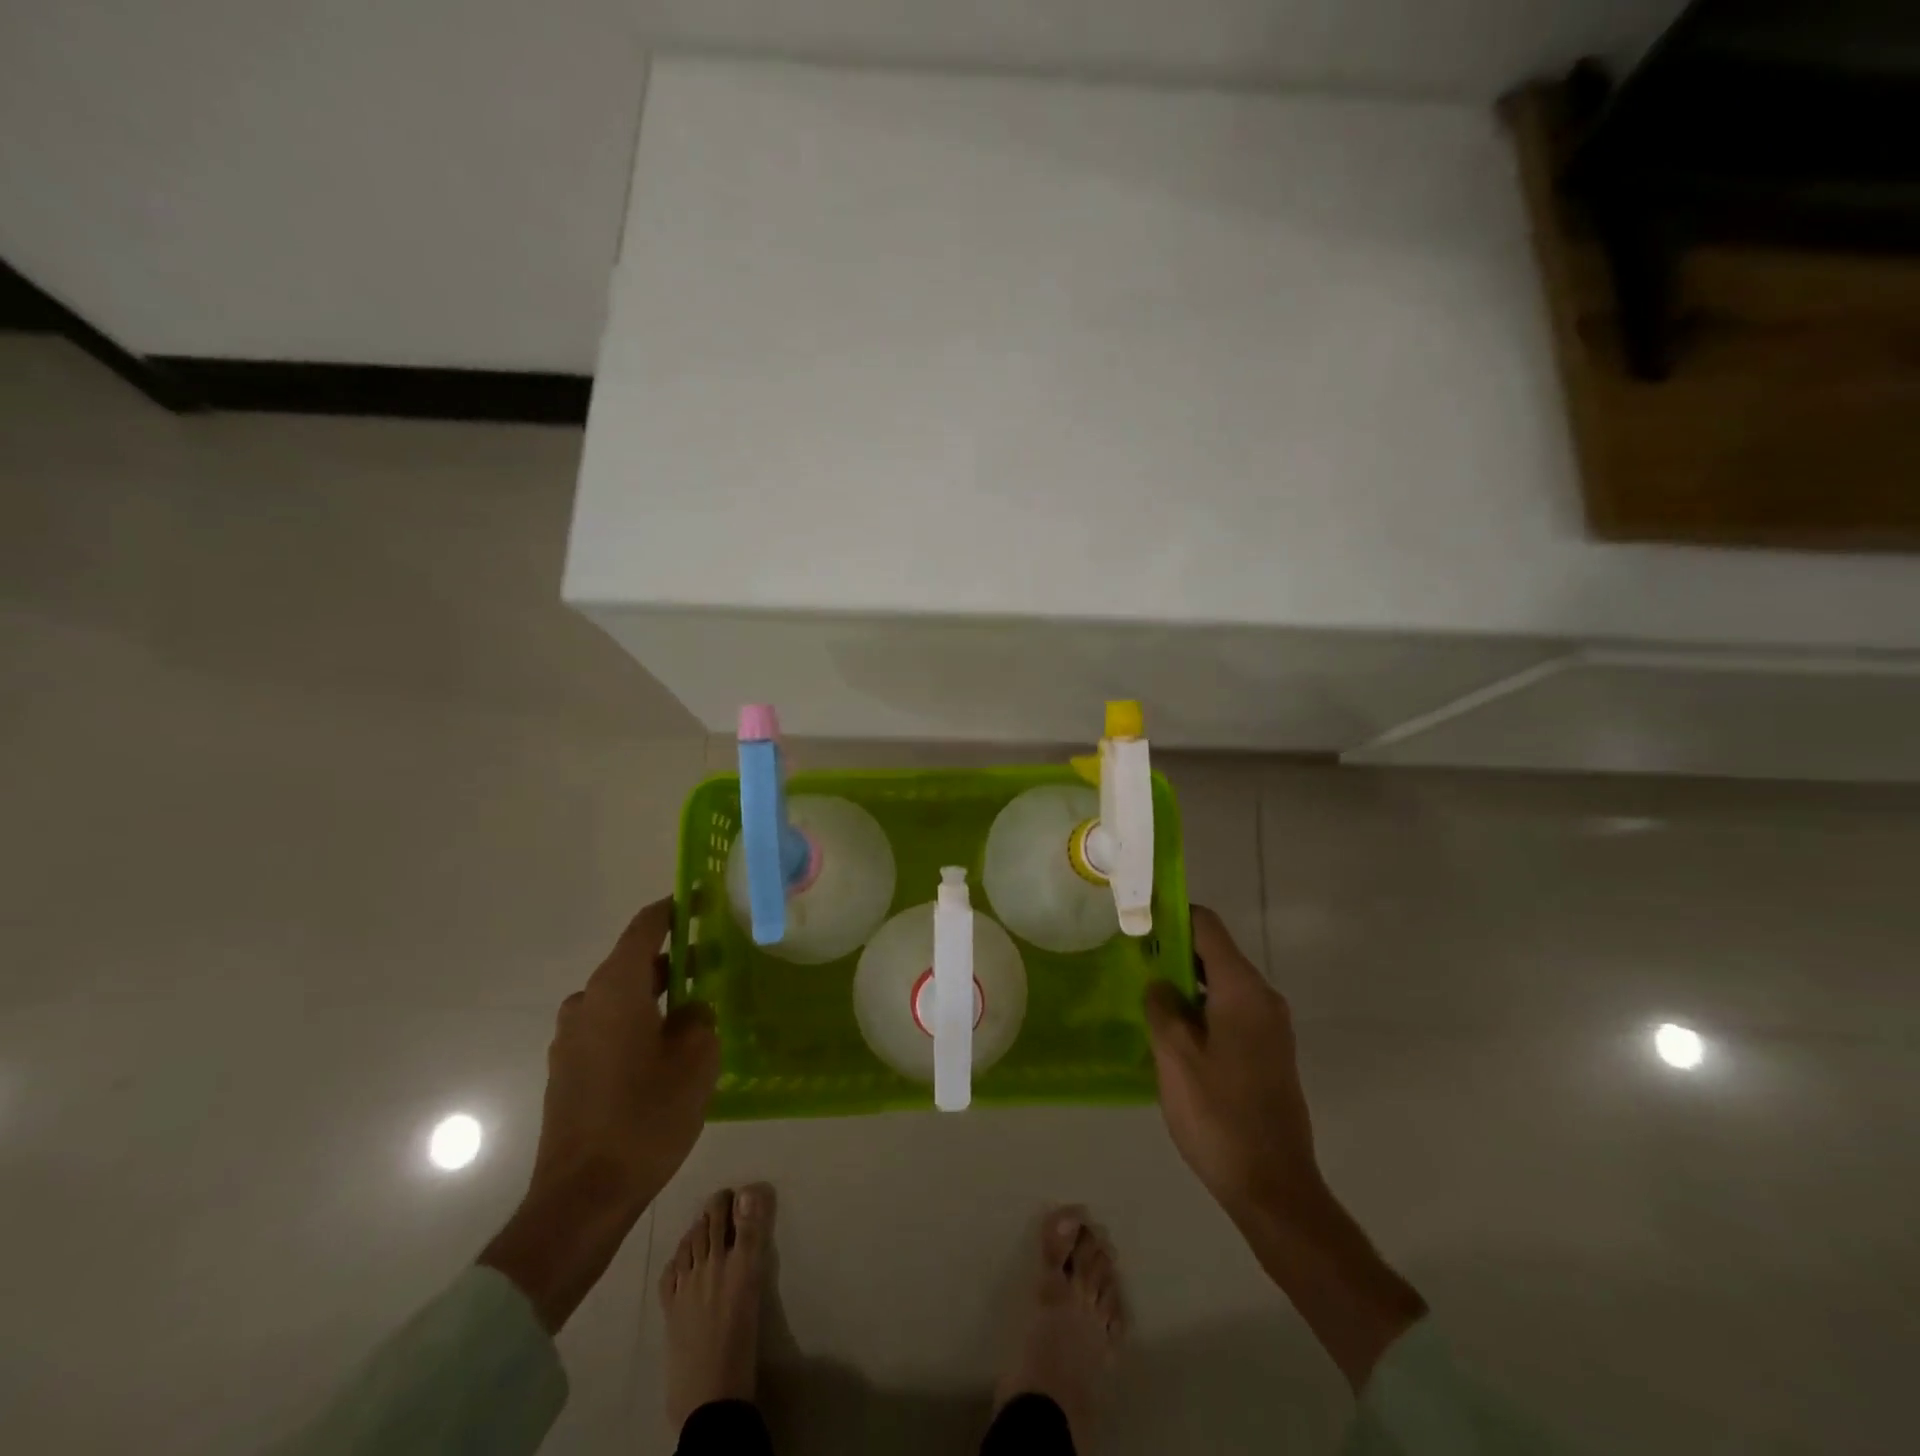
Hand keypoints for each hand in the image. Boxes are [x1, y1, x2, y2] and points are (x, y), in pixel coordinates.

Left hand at [482, 898, 719, 1331]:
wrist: (582, 1197)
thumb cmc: (645, 1117)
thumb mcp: (696, 1061)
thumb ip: (699, 1020)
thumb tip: (690, 1011)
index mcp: (616, 989)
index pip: (645, 928)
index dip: (673, 909)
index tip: (700, 899)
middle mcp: (586, 1003)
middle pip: (632, 963)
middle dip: (672, 958)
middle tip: (713, 961)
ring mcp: (570, 1039)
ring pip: (619, 997)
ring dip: (654, 994)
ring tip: (693, 1008)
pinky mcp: (566, 1070)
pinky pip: (607, 1026)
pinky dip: (636, 1022)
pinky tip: (664, 1047)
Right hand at [1144, 905, 1424, 1389]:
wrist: (1274, 1187)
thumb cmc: (1218, 1115)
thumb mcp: (1174, 1056)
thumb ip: (1161, 1007)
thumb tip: (1159, 982)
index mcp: (1242, 990)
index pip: (1207, 926)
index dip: (1172, 916)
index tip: (1138, 922)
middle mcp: (1263, 998)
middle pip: (1216, 952)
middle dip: (1174, 951)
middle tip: (1132, 960)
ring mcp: (1271, 1027)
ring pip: (1222, 983)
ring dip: (1186, 982)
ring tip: (1145, 994)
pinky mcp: (1270, 1052)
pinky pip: (1231, 1010)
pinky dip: (1202, 1007)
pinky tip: (1172, 1030)